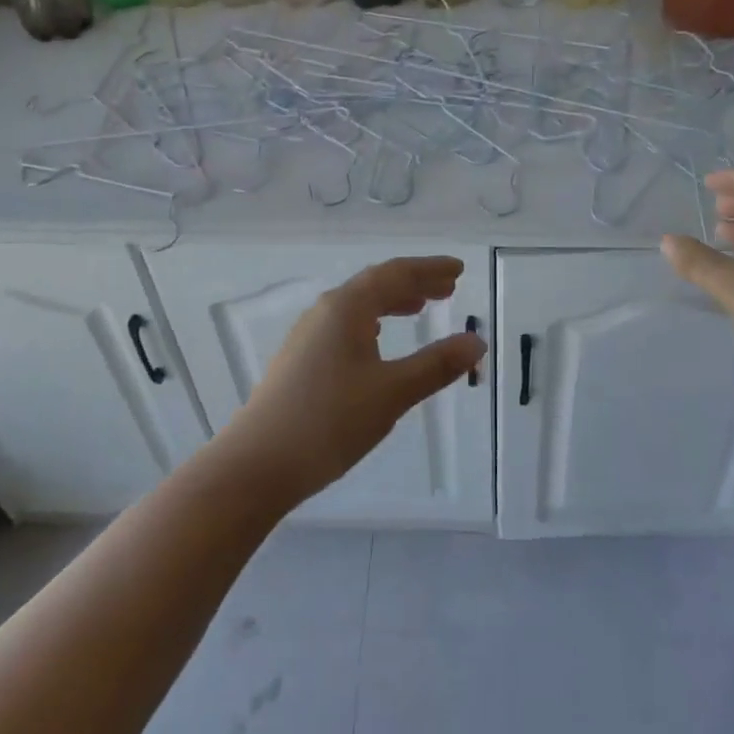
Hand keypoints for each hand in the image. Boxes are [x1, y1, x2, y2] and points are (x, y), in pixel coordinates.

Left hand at [220, 256, 486, 502]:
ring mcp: (307, 336)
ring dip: (391, 302)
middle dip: (413, 283)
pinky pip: (345, 325)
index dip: (429, 269)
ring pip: (358, 306)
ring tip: (419, 309)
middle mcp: (325, 312)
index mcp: (346, 307)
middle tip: (447, 288)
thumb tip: (476, 341)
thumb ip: (436, 365)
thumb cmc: (329, 421)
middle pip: (375, 285)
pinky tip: (377, 342)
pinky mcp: (299, 360)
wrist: (257, 465)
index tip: (458, 269)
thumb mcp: (392, 393)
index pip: (395, 274)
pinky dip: (372, 323)